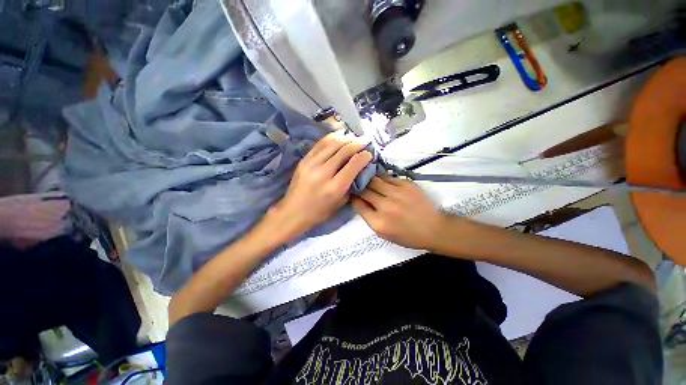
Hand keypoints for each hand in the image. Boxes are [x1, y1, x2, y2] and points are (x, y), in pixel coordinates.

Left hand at [267, 131, 372, 241]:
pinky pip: (320, 144)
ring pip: (332, 143)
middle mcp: (323, 172)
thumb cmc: (319, 212)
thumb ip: (351, 185)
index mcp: (335, 187)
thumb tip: (359, 168)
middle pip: (344, 150)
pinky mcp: (304, 160)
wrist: (293, 212)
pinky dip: (332, 138)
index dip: (364, 156)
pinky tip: (339, 136)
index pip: (353, 164)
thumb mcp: (340, 203)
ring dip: (346, 138)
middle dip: (358, 143)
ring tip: (354, 137)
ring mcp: (311, 164)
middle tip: (366, 140)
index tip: (369, 153)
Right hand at [352, 176, 447, 249]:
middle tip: (358, 185)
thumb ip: (368, 217)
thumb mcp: (383, 233)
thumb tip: (358, 200)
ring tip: (366, 178)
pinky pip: (388, 177)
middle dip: (359, 187)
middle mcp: (386, 206)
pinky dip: (382, 178)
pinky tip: (381, 179)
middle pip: (364, 190)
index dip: (353, 198)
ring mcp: (397, 193)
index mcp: (378, 222)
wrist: (433, 228)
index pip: (358, 204)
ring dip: (368, 179)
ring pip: (374, 180)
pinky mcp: (407, 184)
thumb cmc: (407, 235)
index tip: (353, 195)